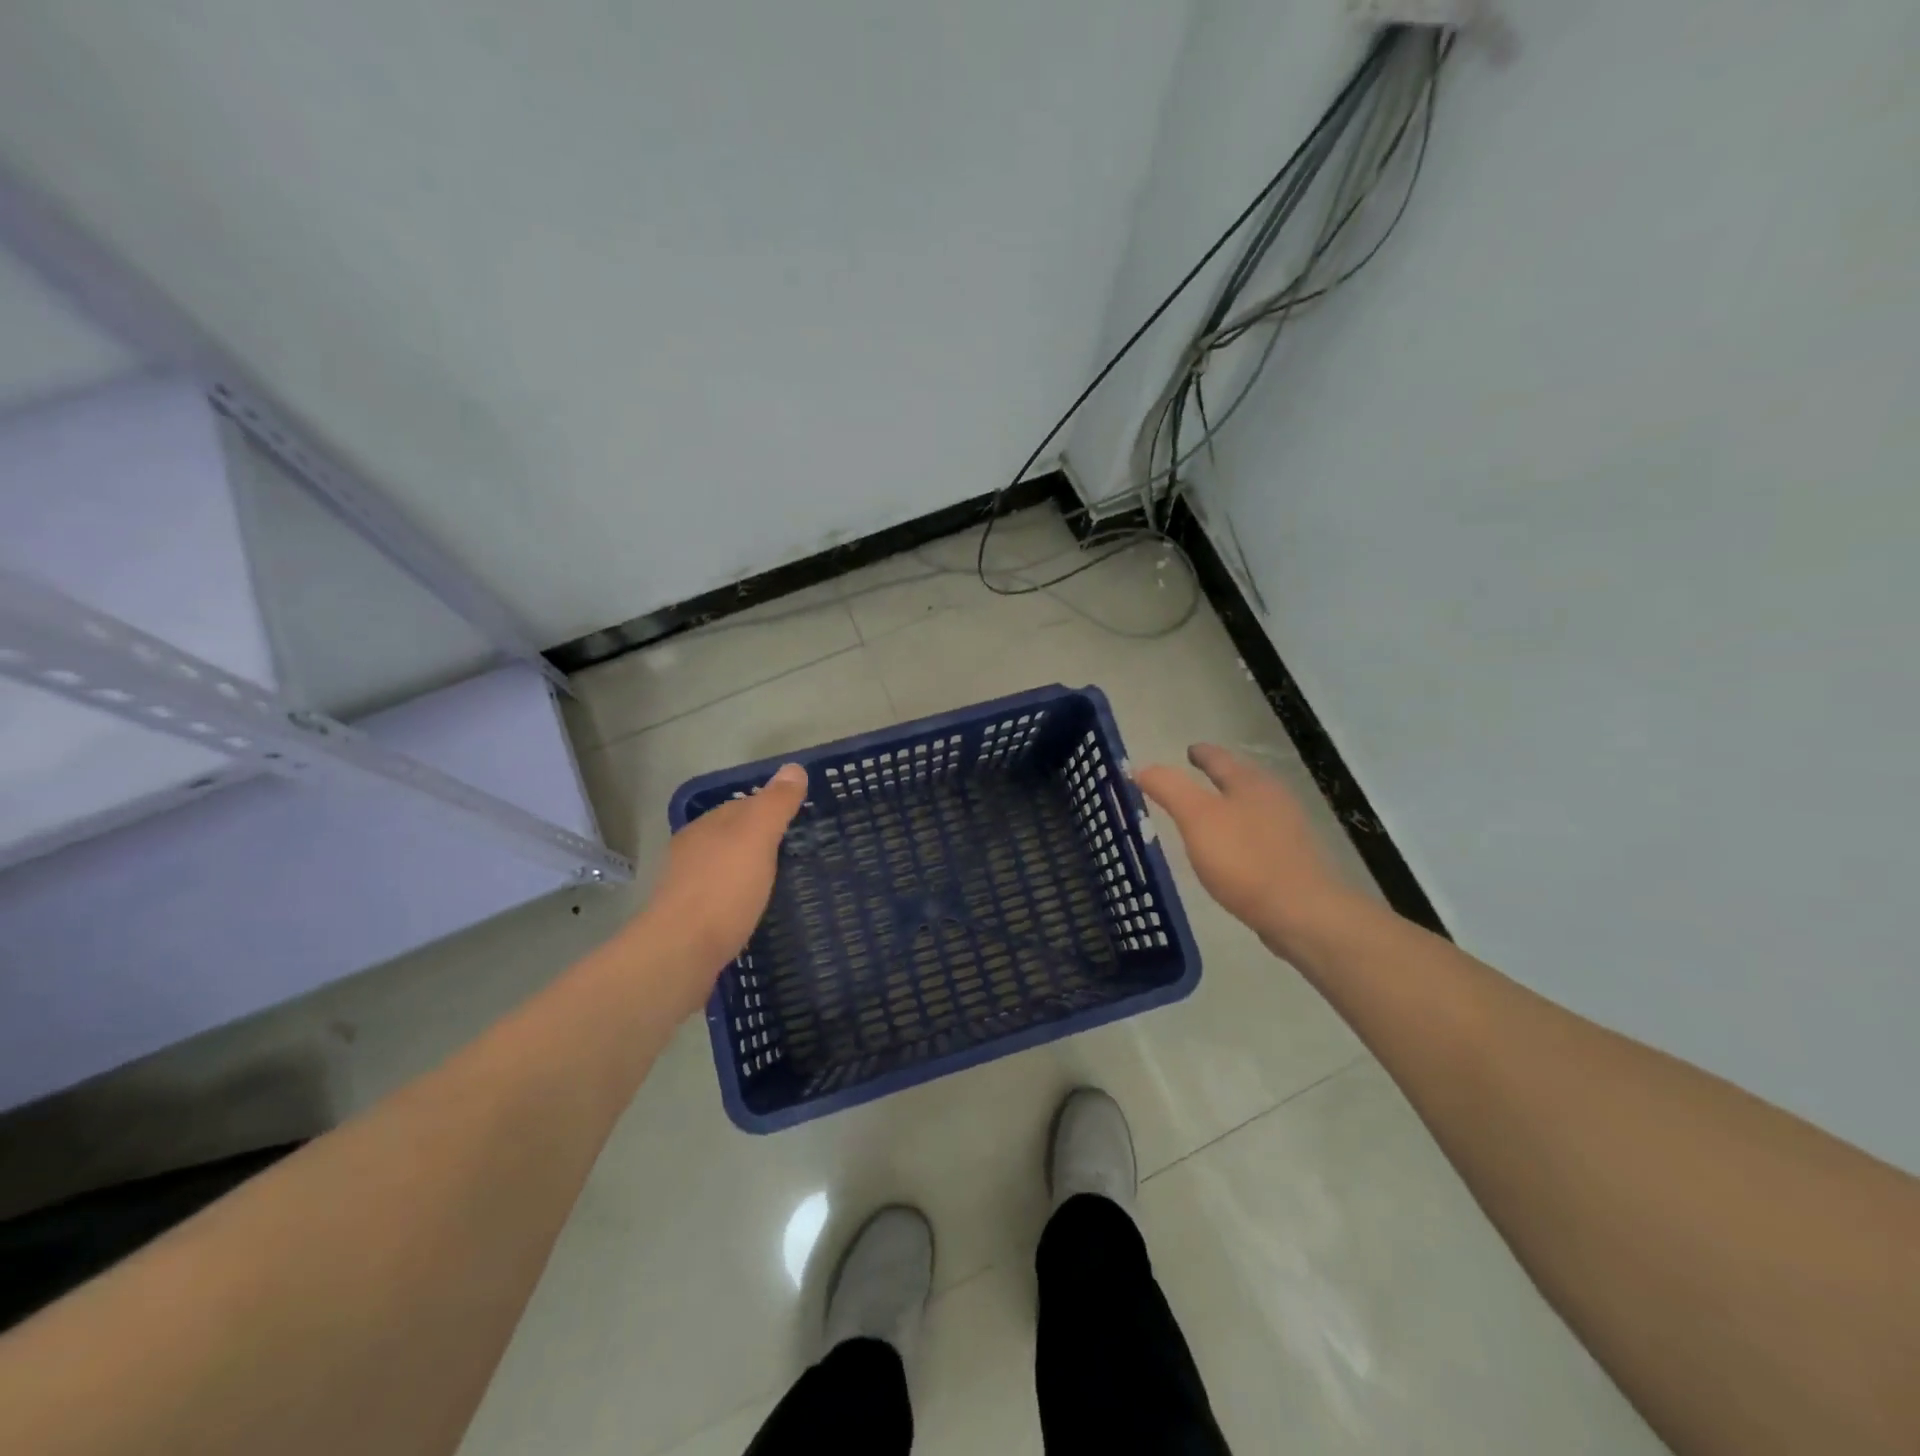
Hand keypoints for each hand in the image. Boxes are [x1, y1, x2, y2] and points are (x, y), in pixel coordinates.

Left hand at [638, 763, 807, 1008]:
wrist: (680, 952)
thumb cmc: (723, 888)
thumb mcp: (757, 837)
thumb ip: (775, 803)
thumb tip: (794, 767)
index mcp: (706, 826)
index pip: (743, 805)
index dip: (772, 808)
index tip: (801, 822)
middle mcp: (692, 850)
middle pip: (732, 835)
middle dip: (760, 840)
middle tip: (797, 853)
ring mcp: (686, 886)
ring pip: (725, 867)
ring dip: (748, 870)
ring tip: (780, 882)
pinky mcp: (689, 920)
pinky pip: (721, 898)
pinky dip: (738, 898)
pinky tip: (753, 911)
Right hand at [1135, 745, 1359, 955]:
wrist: (1303, 912)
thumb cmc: (1244, 859)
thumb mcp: (1196, 818)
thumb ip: (1169, 789)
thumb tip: (1142, 767)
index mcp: (1250, 783)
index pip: (1219, 758)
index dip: (1201, 753)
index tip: (1189, 750)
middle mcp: (1273, 798)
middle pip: (1241, 779)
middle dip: (1218, 777)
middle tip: (1194, 777)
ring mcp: (1288, 830)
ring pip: (1252, 807)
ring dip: (1230, 805)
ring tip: (1208, 813)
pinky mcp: (1293, 859)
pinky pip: (1259, 835)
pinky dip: (1241, 832)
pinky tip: (1231, 850)